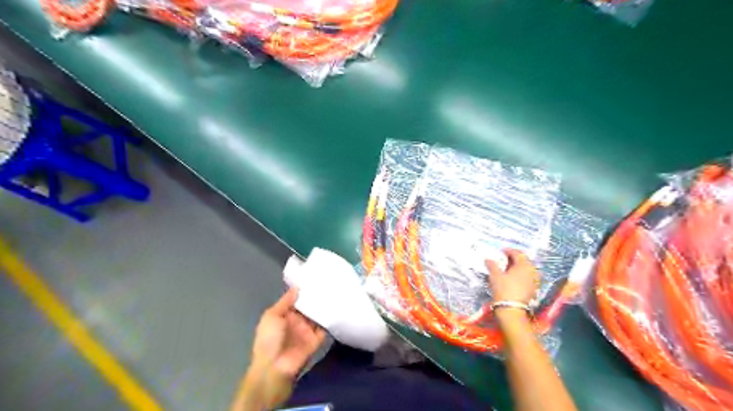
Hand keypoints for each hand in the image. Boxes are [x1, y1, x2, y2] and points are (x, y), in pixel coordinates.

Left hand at [255, 287, 327, 376]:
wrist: (274, 368)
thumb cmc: (269, 339)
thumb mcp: (272, 316)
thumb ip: (285, 301)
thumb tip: (298, 287)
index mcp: (285, 315)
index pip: (297, 300)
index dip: (304, 291)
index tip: (316, 278)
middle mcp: (297, 322)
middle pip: (309, 307)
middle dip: (317, 297)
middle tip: (330, 281)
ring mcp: (307, 331)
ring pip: (318, 315)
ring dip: (325, 307)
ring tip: (336, 290)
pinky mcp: (317, 340)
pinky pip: (325, 328)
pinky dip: (331, 320)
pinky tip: (337, 307)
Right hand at [485, 247, 536, 304]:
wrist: (512, 309)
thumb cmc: (503, 289)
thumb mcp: (495, 275)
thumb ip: (492, 265)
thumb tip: (488, 259)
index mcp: (523, 265)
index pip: (517, 253)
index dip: (509, 250)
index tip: (501, 251)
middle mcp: (532, 271)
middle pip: (524, 260)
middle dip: (515, 258)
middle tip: (505, 258)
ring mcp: (534, 280)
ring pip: (527, 269)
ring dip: (519, 266)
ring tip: (509, 268)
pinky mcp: (534, 289)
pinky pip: (528, 277)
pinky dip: (522, 274)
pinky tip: (514, 277)